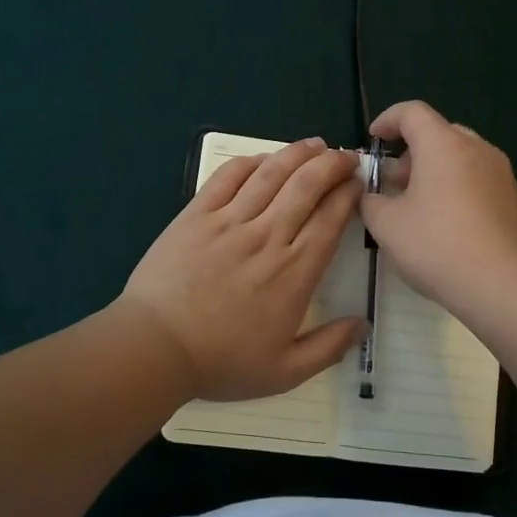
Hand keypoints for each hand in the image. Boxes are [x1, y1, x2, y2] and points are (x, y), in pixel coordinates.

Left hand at [121, 138, 366, 401]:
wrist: (155, 348)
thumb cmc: (221, 362)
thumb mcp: (285, 372)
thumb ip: (328, 348)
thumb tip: (361, 324)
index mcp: (294, 272)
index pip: (330, 219)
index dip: (348, 194)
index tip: (358, 183)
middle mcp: (267, 237)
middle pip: (306, 185)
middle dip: (332, 164)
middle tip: (346, 157)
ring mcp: (229, 222)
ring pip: (271, 174)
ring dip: (297, 153)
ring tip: (315, 144)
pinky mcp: (196, 215)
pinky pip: (228, 177)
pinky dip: (250, 162)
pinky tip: (263, 159)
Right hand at [359, 101, 516, 310]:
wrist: (503, 284)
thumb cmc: (437, 245)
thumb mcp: (386, 225)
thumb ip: (370, 202)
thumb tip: (370, 195)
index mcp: (443, 145)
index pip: (412, 112)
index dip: (387, 120)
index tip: (373, 139)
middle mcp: (476, 148)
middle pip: (439, 132)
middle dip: (411, 150)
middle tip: (393, 180)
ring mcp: (500, 173)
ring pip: (461, 156)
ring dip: (434, 169)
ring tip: (416, 204)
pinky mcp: (513, 198)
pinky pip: (477, 178)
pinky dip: (456, 186)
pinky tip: (445, 221)